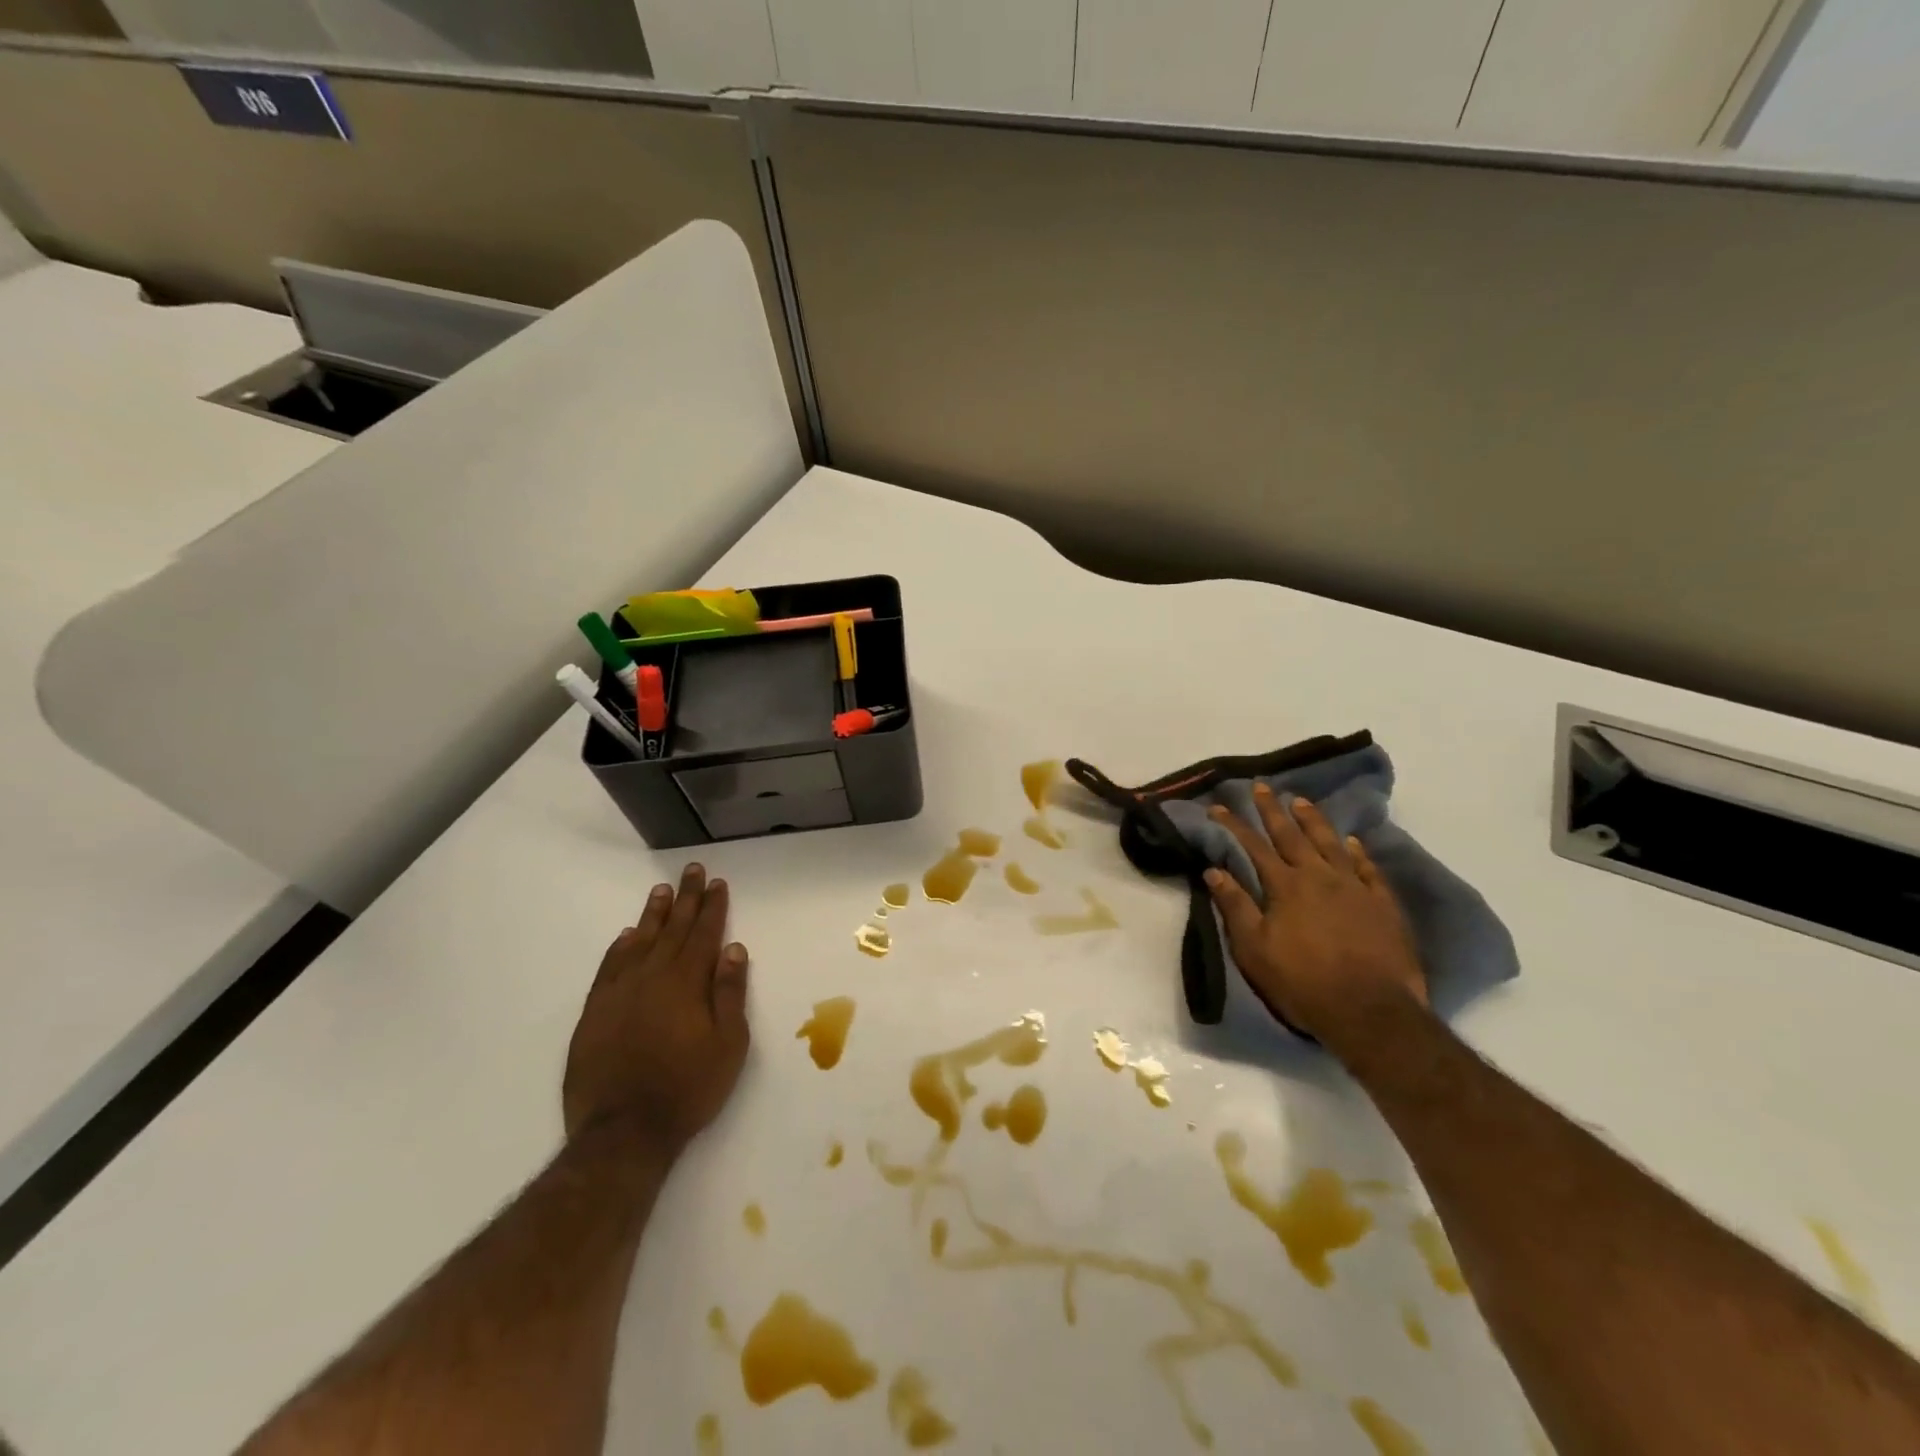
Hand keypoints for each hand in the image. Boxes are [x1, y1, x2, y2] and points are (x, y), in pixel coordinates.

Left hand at [563, 863, 749, 1151]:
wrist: (623, 1131)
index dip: (712, 907)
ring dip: (653, 915)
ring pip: (640, 942)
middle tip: (692, 871)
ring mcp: (619, 993)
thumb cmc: (688, 1087)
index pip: (704, 934)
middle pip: (673, 929)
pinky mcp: (595, 1013)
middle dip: (686, 899)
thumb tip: (733, 949)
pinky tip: (627, 936)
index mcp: (687, 982)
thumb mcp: (728, 1044)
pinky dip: (619, 948)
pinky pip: (609, 968)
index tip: (717, 883)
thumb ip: (730, 993)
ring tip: (661, 891)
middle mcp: (653, 977)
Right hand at [1204, 786, 1427, 1050]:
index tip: (1219, 806)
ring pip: (1331, 843)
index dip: (1234, 825)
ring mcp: (1355, 888)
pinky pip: (1368, 868)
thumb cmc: (1302, 982)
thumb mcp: (1254, 949)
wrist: (1371, 1011)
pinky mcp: (1383, 905)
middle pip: (1291, 835)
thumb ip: (1235, 906)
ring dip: (1313, 820)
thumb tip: (1213, 870)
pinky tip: (1352, 842)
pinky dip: (1357, 852)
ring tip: (1301, 800)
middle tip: (1262, 786)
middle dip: (1273, 809)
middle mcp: (1319, 876)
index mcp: (1285, 886)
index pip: (1253, 846)